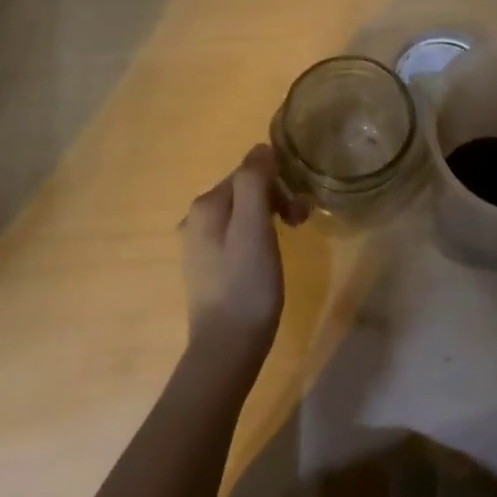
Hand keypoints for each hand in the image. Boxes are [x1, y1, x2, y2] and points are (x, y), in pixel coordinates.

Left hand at [180, 145, 306, 363]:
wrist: (227, 347)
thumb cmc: (247, 285)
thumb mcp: (255, 227)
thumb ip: (254, 182)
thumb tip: (260, 148)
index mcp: (205, 205)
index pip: (248, 172)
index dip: (279, 183)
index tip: (299, 209)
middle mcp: (195, 219)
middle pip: (245, 191)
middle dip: (276, 199)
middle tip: (301, 224)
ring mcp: (198, 245)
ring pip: (242, 213)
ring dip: (270, 217)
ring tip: (290, 240)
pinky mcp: (207, 267)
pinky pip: (236, 235)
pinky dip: (258, 236)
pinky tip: (268, 258)